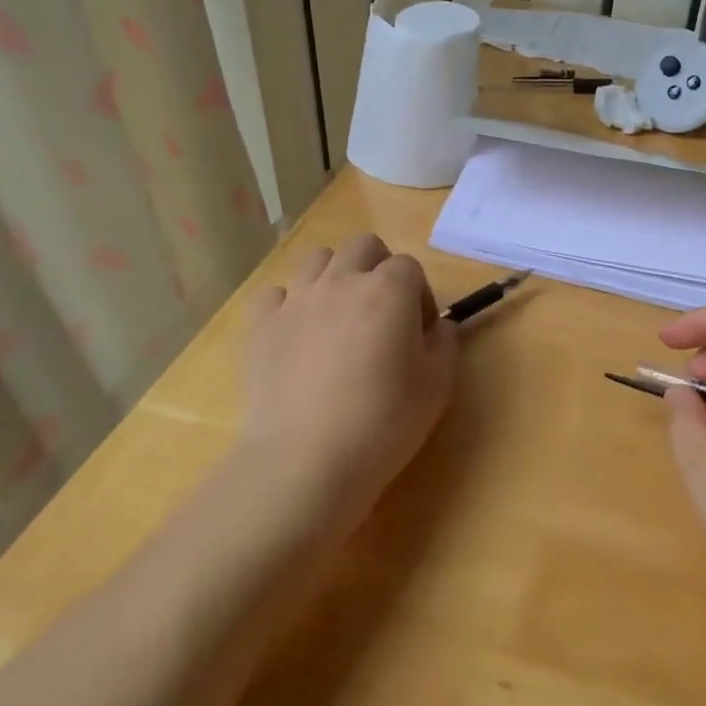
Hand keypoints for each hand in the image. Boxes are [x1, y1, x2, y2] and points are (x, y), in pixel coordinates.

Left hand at [238, 234, 457, 523]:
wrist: (306, 459)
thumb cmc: (384, 422)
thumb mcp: (437, 386)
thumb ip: (445, 344)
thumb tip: (438, 327)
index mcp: (389, 290)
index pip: (410, 267)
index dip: (419, 296)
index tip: (419, 333)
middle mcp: (341, 281)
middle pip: (363, 246)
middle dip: (379, 268)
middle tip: (383, 314)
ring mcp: (296, 300)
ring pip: (318, 259)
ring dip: (336, 277)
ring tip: (340, 319)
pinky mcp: (261, 325)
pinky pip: (277, 293)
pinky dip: (292, 305)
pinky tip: (299, 336)